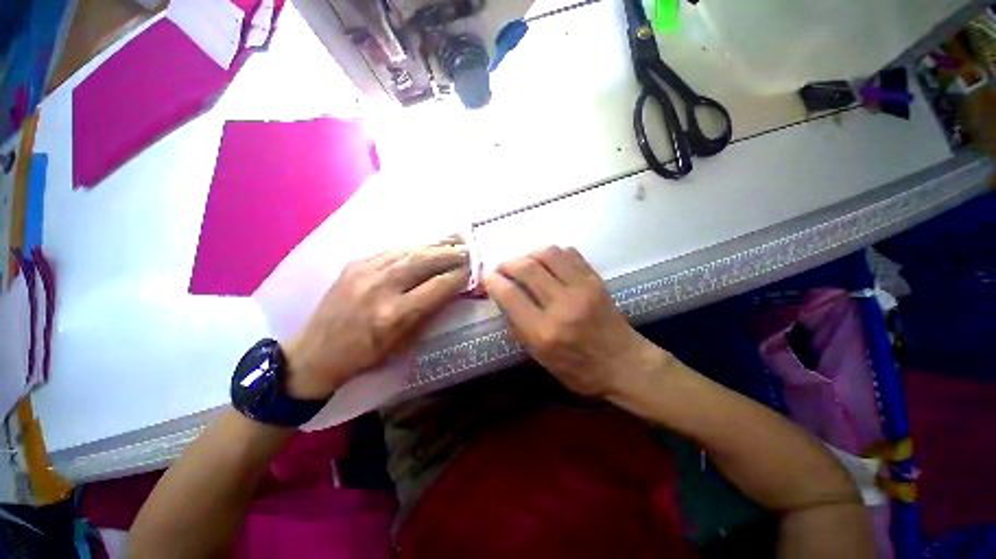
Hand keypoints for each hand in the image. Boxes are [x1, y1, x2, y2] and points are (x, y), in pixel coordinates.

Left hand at [283, 245, 470, 399]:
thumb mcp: (402, 343)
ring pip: (408, 251)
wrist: (316, 353)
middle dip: (450, 253)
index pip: (437, 287)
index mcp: (394, 314)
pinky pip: (390, 250)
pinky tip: (424, 245)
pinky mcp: (354, 264)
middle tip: (466, 249)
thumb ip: (427, 313)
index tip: (471, 270)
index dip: (457, 276)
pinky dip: (411, 247)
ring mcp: (364, 272)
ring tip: (451, 240)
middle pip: (424, 261)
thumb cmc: (364, 356)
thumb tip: (448, 290)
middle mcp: (381, 288)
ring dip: (433, 245)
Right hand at [483, 246, 668, 398]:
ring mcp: (582, 289)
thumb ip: (518, 326)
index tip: (488, 278)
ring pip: (547, 253)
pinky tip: (547, 263)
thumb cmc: (579, 369)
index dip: (493, 281)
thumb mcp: (540, 358)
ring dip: (528, 254)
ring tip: (524, 263)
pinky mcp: (595, 280)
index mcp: (544, 332)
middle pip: (526, 268)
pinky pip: (569, 253)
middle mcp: (562, 306)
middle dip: (507, 263)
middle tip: (502, 268)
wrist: (624, 364)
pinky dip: (552, 253)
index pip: (510, 295)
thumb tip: (504, 297)